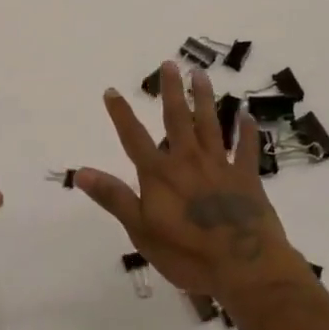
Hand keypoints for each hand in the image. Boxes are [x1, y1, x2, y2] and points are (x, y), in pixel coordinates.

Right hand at [75, 61, 302, 298]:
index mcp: (160, 174)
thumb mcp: (141, 230)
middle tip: (170, 63)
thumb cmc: (187, 254)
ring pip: (211, 125)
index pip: (134, 138)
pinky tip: (247, 114)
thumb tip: (81, 171)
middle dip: (172, 90)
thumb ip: (114, 197)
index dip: (121, 114)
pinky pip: (247, 149)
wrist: (244, 266)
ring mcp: (220, 166)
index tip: (111, 90)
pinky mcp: (247, 178)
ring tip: (201, 74)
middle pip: (177, 119)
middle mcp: (188, 161)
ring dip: (205, 99)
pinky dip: (247, 131)